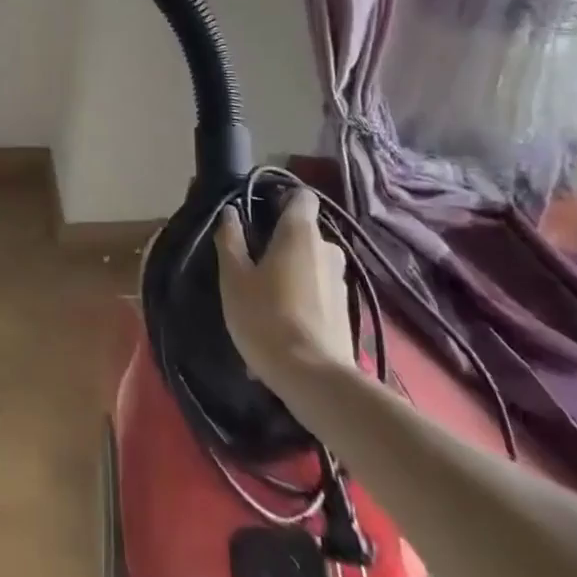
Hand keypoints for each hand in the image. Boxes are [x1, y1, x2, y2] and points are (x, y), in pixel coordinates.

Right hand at [214, 189, 357, 388]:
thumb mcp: (234, 278)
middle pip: (305, 232)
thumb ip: (230, 239)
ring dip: (293, 273)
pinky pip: (319, 293)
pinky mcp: (346, 313)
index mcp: (300, 232)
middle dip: (283, 242)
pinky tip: (283, 325)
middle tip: (256, 262)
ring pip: (313, 264)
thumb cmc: (266, 317)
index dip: (282, 199)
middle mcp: (327, 249)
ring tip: (268, 298)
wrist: (314, 380)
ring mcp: (341, 282)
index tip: (261, 213)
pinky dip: (303, 300)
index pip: (302, 196)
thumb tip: (230, 212)